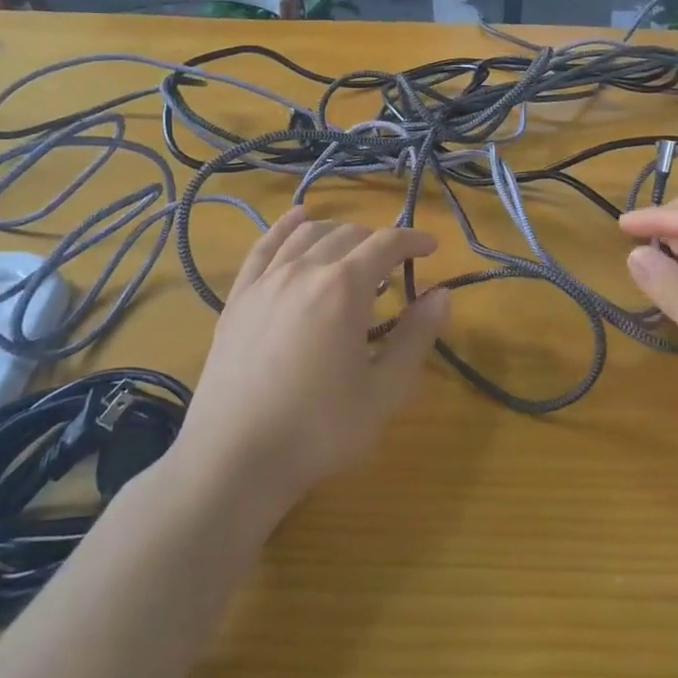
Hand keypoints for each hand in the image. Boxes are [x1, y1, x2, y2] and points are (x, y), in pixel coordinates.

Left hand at [177, 207, 450, 516]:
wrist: (234, 458)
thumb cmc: (319, 429)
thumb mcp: (384, 391)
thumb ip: (416, 338)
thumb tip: (443, 295)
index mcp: (345, 288)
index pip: (386, 244)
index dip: (413, 240)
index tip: (431, 248)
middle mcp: (304, 270)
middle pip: (348, 235)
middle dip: (378, 242)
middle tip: (394, 267)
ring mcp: (266, 281)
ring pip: (307, 235)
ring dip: (338, 234)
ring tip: (353, 250)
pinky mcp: (238, 298)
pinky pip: (263, 247)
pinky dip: (284, 227)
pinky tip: (296, 218)